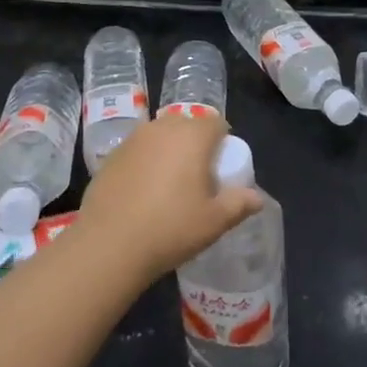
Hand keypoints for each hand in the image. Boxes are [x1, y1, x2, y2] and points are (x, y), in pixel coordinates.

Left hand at [72, 115, 264, 288]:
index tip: (222, 169)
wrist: (109, 244)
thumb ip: (239, 204)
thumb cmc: (170, 228)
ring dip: (169, 151)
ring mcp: (133, 139)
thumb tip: (257, 197)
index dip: (223, 142)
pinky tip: (142, 193)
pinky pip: (138, 150)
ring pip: (161, 136)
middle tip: (198, 179)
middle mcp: (163, 128)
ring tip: (169, 186)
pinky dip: (146, 162)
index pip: (216, 123)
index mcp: (192, 136)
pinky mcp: (111, 155)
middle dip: (196, 145)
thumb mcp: (214, 222)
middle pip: (187, 126)